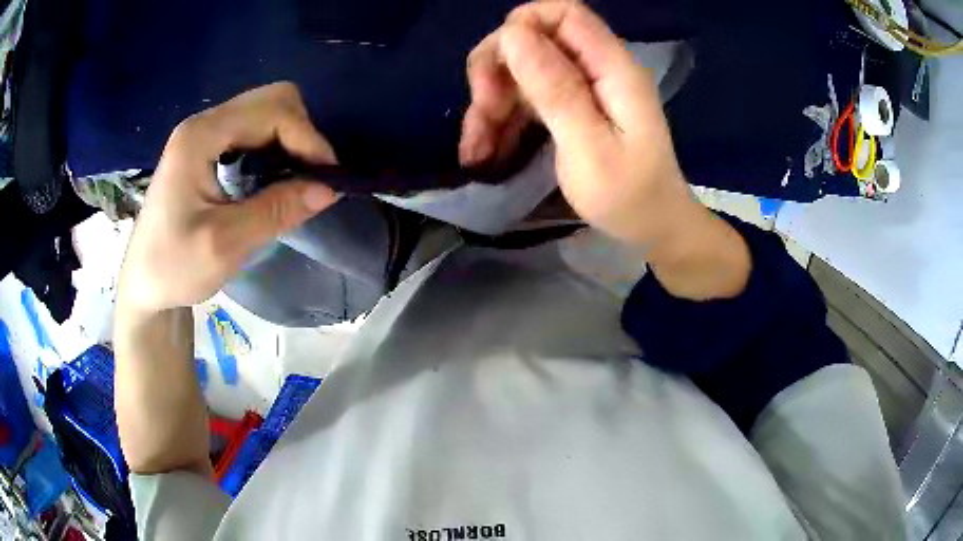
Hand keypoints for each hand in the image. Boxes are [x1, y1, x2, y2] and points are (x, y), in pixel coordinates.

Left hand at [117, 82, 338, 315]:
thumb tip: (330, 188)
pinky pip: (254, 130)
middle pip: (272, 100)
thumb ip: (276, 211)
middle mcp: (203, 124)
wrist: (143, 284)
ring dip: (291, 140)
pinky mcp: (207, 147)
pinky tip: (276, 178)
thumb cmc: (173, 268)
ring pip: (267, 112)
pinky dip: (276, 147)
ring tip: (299, 180)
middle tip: (312, 177)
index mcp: (200, 137)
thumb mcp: (225, 245)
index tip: (328, 179)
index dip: (307, 138)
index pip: (272, 111)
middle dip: (302, 133)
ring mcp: (204, 133)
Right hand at [460, 1, 696, 246]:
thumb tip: (513, 34)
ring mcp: (583, 89)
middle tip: (483, 113)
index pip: (564, 13)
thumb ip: (555, 87)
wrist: (653, 229)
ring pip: (522, 73)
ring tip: (475, 151)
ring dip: (491, 105)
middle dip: (498, 71)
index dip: (522, 25)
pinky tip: (484, 153)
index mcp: (612, 67)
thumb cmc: (629, 197)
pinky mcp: (572, 109)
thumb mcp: (590, 147)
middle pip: (534, 41)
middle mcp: (596, 68)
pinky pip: (527, 100)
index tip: (495, 66)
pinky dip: (502, 122)